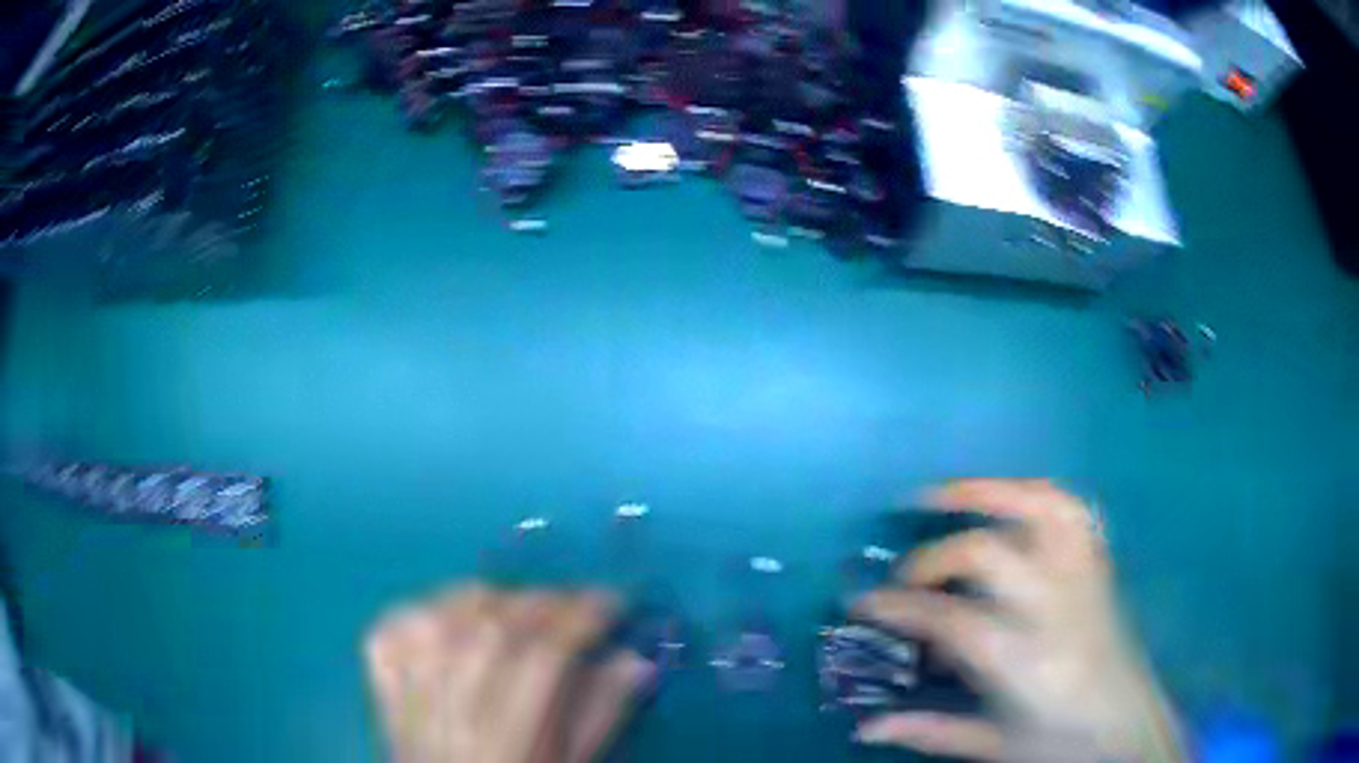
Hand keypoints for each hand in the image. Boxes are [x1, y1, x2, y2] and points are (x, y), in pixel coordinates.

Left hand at [365, 586, 651, 762]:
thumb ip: (601, 715)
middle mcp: (452, 704)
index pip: (548, 653)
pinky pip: (394, 625)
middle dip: (547, 602)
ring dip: (490, 599)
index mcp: (508, 736)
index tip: (615, 602)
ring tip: (518, 609)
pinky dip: (421, 609)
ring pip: (446, 613)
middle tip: (574, 606)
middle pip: (496, 625)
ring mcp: (407, 688)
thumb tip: (635, 659)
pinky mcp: (381, 681)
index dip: (586, 618)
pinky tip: (449, 618)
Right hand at [854, 479, 1183, 761]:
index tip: (861, 603)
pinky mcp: (1100, 564)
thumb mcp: (991, 745)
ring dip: (986, 491)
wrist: (1128, 727)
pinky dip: (1035, 492)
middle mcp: (1056, 607)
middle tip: (902, 576)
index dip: (898, 606)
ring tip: (941, 495)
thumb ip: (927, 732)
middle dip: (931, 557)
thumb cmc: (1060, 744)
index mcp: (1025, 662)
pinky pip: (1073, 508)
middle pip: (987, 553)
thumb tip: (863, 727)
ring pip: (1039, 506)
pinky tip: (1007, 498)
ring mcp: (1084, 576)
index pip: (950, 619)